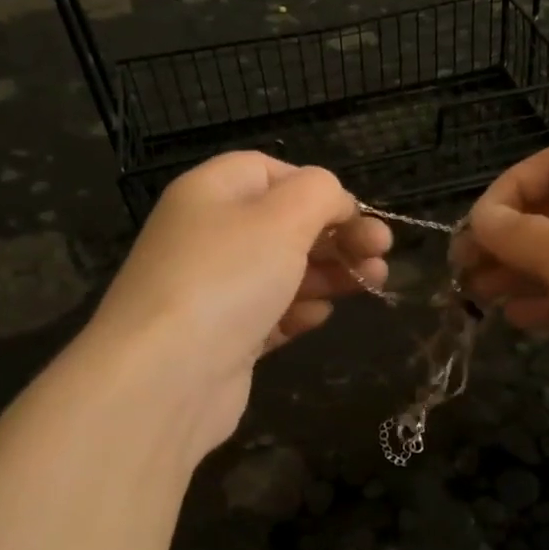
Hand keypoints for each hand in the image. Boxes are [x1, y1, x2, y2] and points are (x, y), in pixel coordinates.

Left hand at [82, 152, 390, 458]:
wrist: (166, 377)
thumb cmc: (227, 279)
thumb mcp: (282, 217)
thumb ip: (319, 193)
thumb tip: (335, 200)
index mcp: (212, 193)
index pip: (269, 172)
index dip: (317, 188)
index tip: (356, 214)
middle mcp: (209, 237)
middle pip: (284, 224)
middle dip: (338, 234)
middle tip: (382, 251)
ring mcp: (215, 291)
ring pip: (283, 271)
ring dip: (331, 272)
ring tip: (374, 282)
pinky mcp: (225, 338)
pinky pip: (270, 314)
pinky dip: (300, 311)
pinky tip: (322, 317)